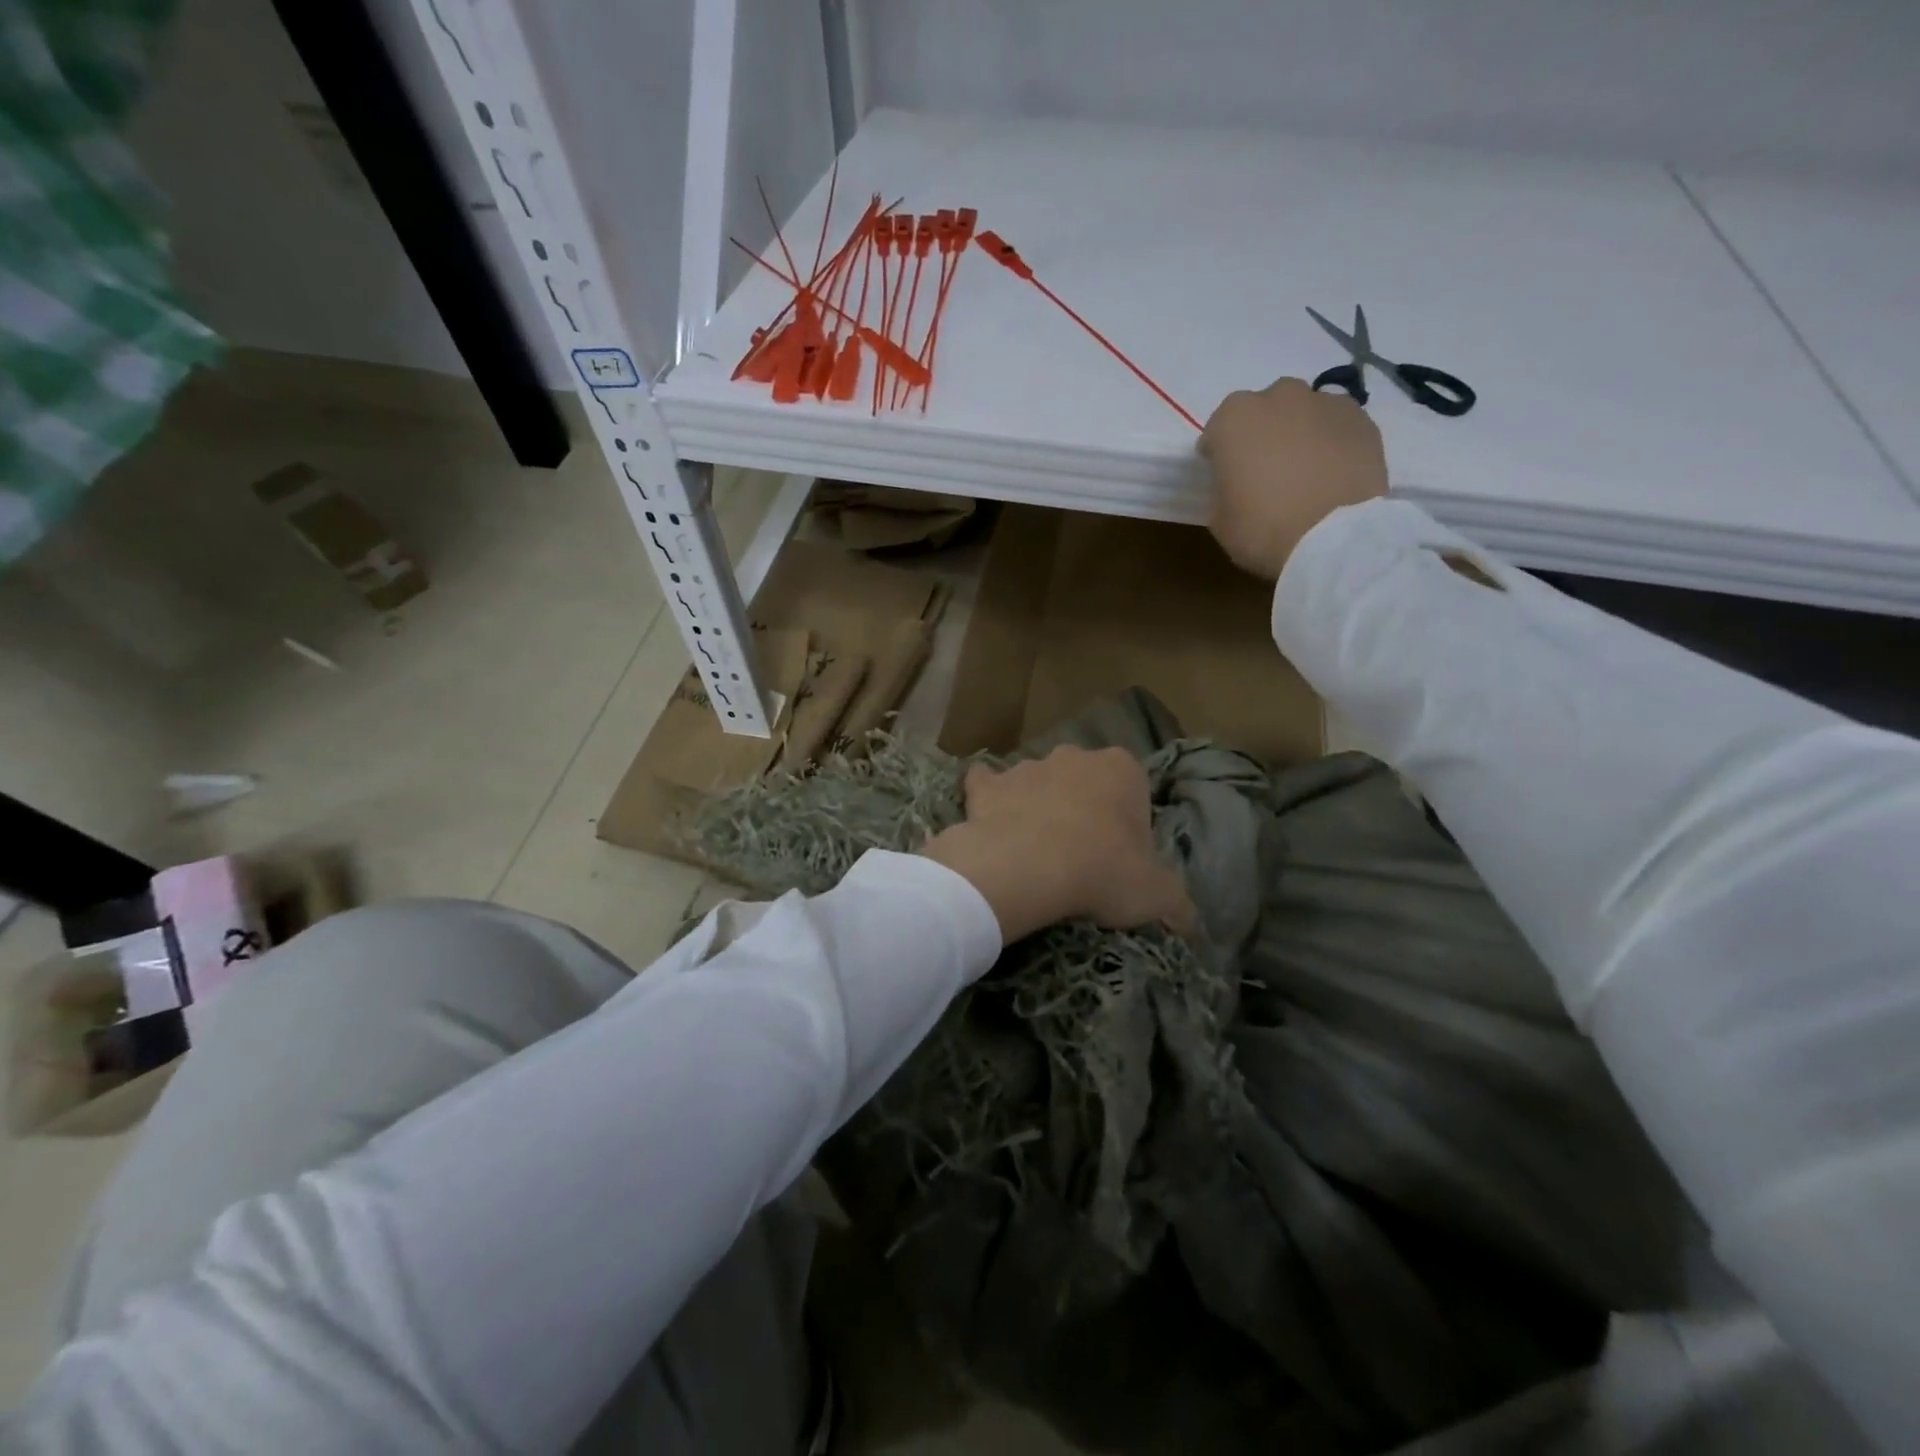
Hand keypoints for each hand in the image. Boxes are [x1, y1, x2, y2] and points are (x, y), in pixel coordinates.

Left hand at [921, 746, 1196, 943]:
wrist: (1026, 869)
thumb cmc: (1102, 872)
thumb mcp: (1158, 896)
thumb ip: (1180, 905)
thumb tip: (1193, 925)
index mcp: (1121, 769)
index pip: (1132, 791)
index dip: (1128, 825)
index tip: (1121, 859)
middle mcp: (1073, 757)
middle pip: (1083, 783)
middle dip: (1083, 810)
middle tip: (1080, 858)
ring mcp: (1026, 768)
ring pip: (1036, 784)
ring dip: (1037, 808)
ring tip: (1034, 855)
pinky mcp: (986, 786)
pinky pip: (985, 786)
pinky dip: (987, 800)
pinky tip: (988, 826)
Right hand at [1200, 376, 1387, 579]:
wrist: (1334, 538)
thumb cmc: (1263, 529)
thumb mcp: (1220, 520)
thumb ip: (1222, 489)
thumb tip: (1236, 484)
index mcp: (1235, 418)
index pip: (1218, 429)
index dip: (1219, 452)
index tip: (1223, 473)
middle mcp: (1279, 397)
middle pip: (1264, 409)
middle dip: (1261, 432)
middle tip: (1265, 468)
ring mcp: (1325, 403)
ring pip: (1304, 412)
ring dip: (1299, 432)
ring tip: (1304, 468)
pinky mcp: (1362, 419)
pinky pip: (1336, 425)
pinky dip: (1331, 441)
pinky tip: (1331, 470)